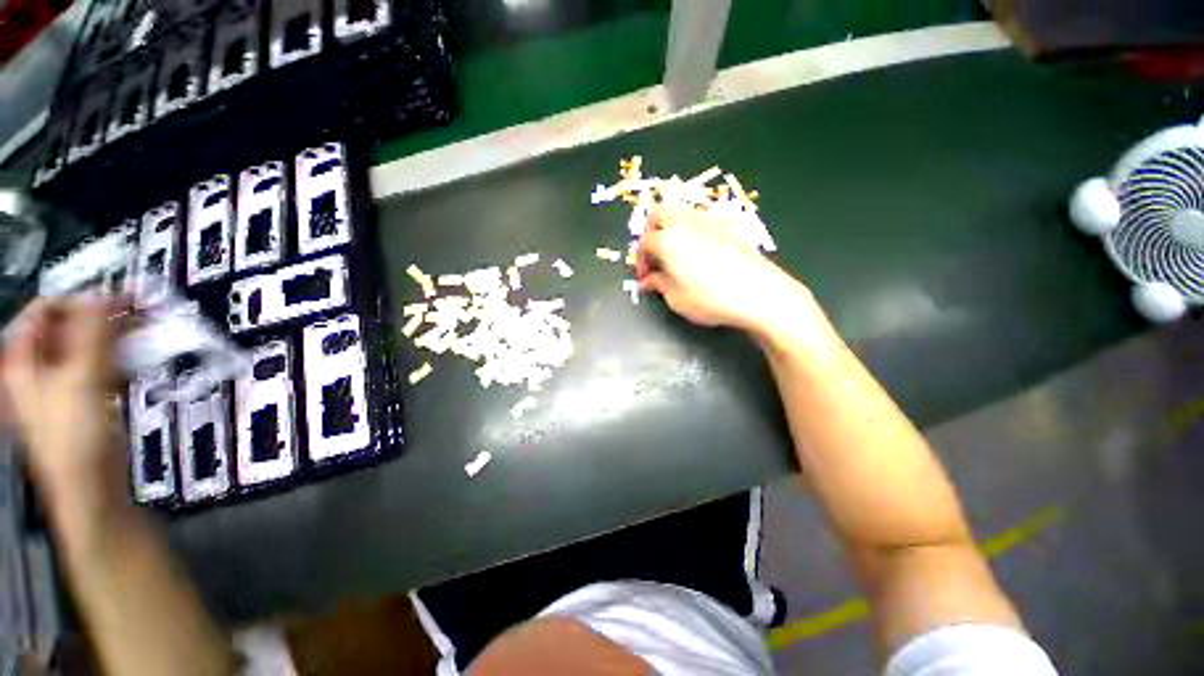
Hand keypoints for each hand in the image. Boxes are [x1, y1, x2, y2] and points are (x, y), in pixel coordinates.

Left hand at [1, 296, 129, 504]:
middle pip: (69, 326)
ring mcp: (60, 384)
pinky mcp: (83, 398)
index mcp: (24, 358)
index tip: (124, 300)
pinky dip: (118, 359)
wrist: (91, 487)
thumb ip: (92, 335)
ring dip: (116, 338)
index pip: (47, 308)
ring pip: (87, 345)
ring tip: (146, 337)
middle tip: (142, 315)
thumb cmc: (77, 436)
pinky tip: (137, 363)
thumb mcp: (82, 381)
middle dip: (104, 318)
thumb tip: (106, 295)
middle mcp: (38, 366)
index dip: (82, 300)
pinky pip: (99, 366)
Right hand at [635, 205, 816, 338]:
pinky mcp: (730, 224)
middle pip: (659, 213)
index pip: (645, 242)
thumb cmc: (710, 299)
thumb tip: (648, 280)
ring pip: (682, 212)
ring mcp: (710, 220)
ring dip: (672, 228)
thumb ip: (658, 284)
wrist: (759, 293)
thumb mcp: (676, 298)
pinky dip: (693, 229)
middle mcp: (686, 222)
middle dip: (652, 231)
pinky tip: (701, 251)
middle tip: (656, 254)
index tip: (645, 276)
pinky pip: (703, 219)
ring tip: (677, 253)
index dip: (641, 260)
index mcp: (668, 240)